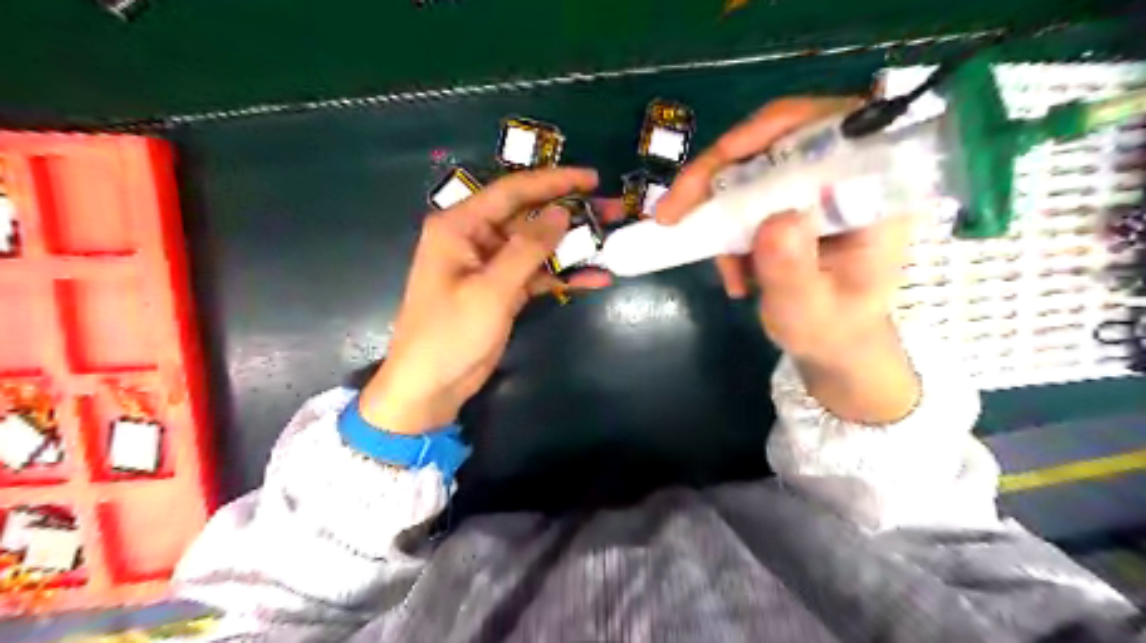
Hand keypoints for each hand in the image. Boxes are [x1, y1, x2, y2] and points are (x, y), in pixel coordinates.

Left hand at [364, 168, 616, 432]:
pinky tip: (596, 278)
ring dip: (572, 245)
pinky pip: (537, 274)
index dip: (554, 181)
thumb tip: (562, 212)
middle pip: (529, 216)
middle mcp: (476, 238)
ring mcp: (491, 265)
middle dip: (571, 214)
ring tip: (612, 240)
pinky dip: (563, 276)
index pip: (513, 191)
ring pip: (537, 245)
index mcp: (460, 226)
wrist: (430, 386)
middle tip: (612, 211)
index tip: (592, 178)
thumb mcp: (491, 290)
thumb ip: (527, 249)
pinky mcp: (503, 289)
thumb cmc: (450, 334)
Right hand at [658, 97, 920, 425]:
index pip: (833, 129)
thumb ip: (794, 272)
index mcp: (875, 193)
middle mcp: (846, 175)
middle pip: (778, 137)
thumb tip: (774, 221)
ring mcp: (813, 183)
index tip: (722, 160)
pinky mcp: (788, 197)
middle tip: (672, 210)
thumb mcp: (810, 310)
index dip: (774, 132)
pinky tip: (726, 265)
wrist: (834, 339)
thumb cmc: (831, 328)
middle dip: (718, 171)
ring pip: (752, 161)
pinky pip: (742, 189)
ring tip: (694, 244)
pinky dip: (720, 220)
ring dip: (712, 201)